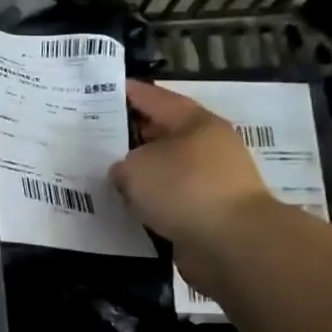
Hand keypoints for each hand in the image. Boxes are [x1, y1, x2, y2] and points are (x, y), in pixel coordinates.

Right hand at [110, 82, 274, 288]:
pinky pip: (170, 198)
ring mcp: (212, 180)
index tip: (109, 89)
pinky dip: (151, 200)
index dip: (132, 93)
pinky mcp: (208, 212)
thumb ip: (123, 164)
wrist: (231, 242)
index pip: (157, 99)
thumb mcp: (137, 167)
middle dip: (134, 134)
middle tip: (99, 135)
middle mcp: (208, 146)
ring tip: (107, 174)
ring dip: (142, 172)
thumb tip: (125, 172)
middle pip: (164, 133)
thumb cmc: (184, 188)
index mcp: (196, 122)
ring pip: (167, 168)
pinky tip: (128, 205)